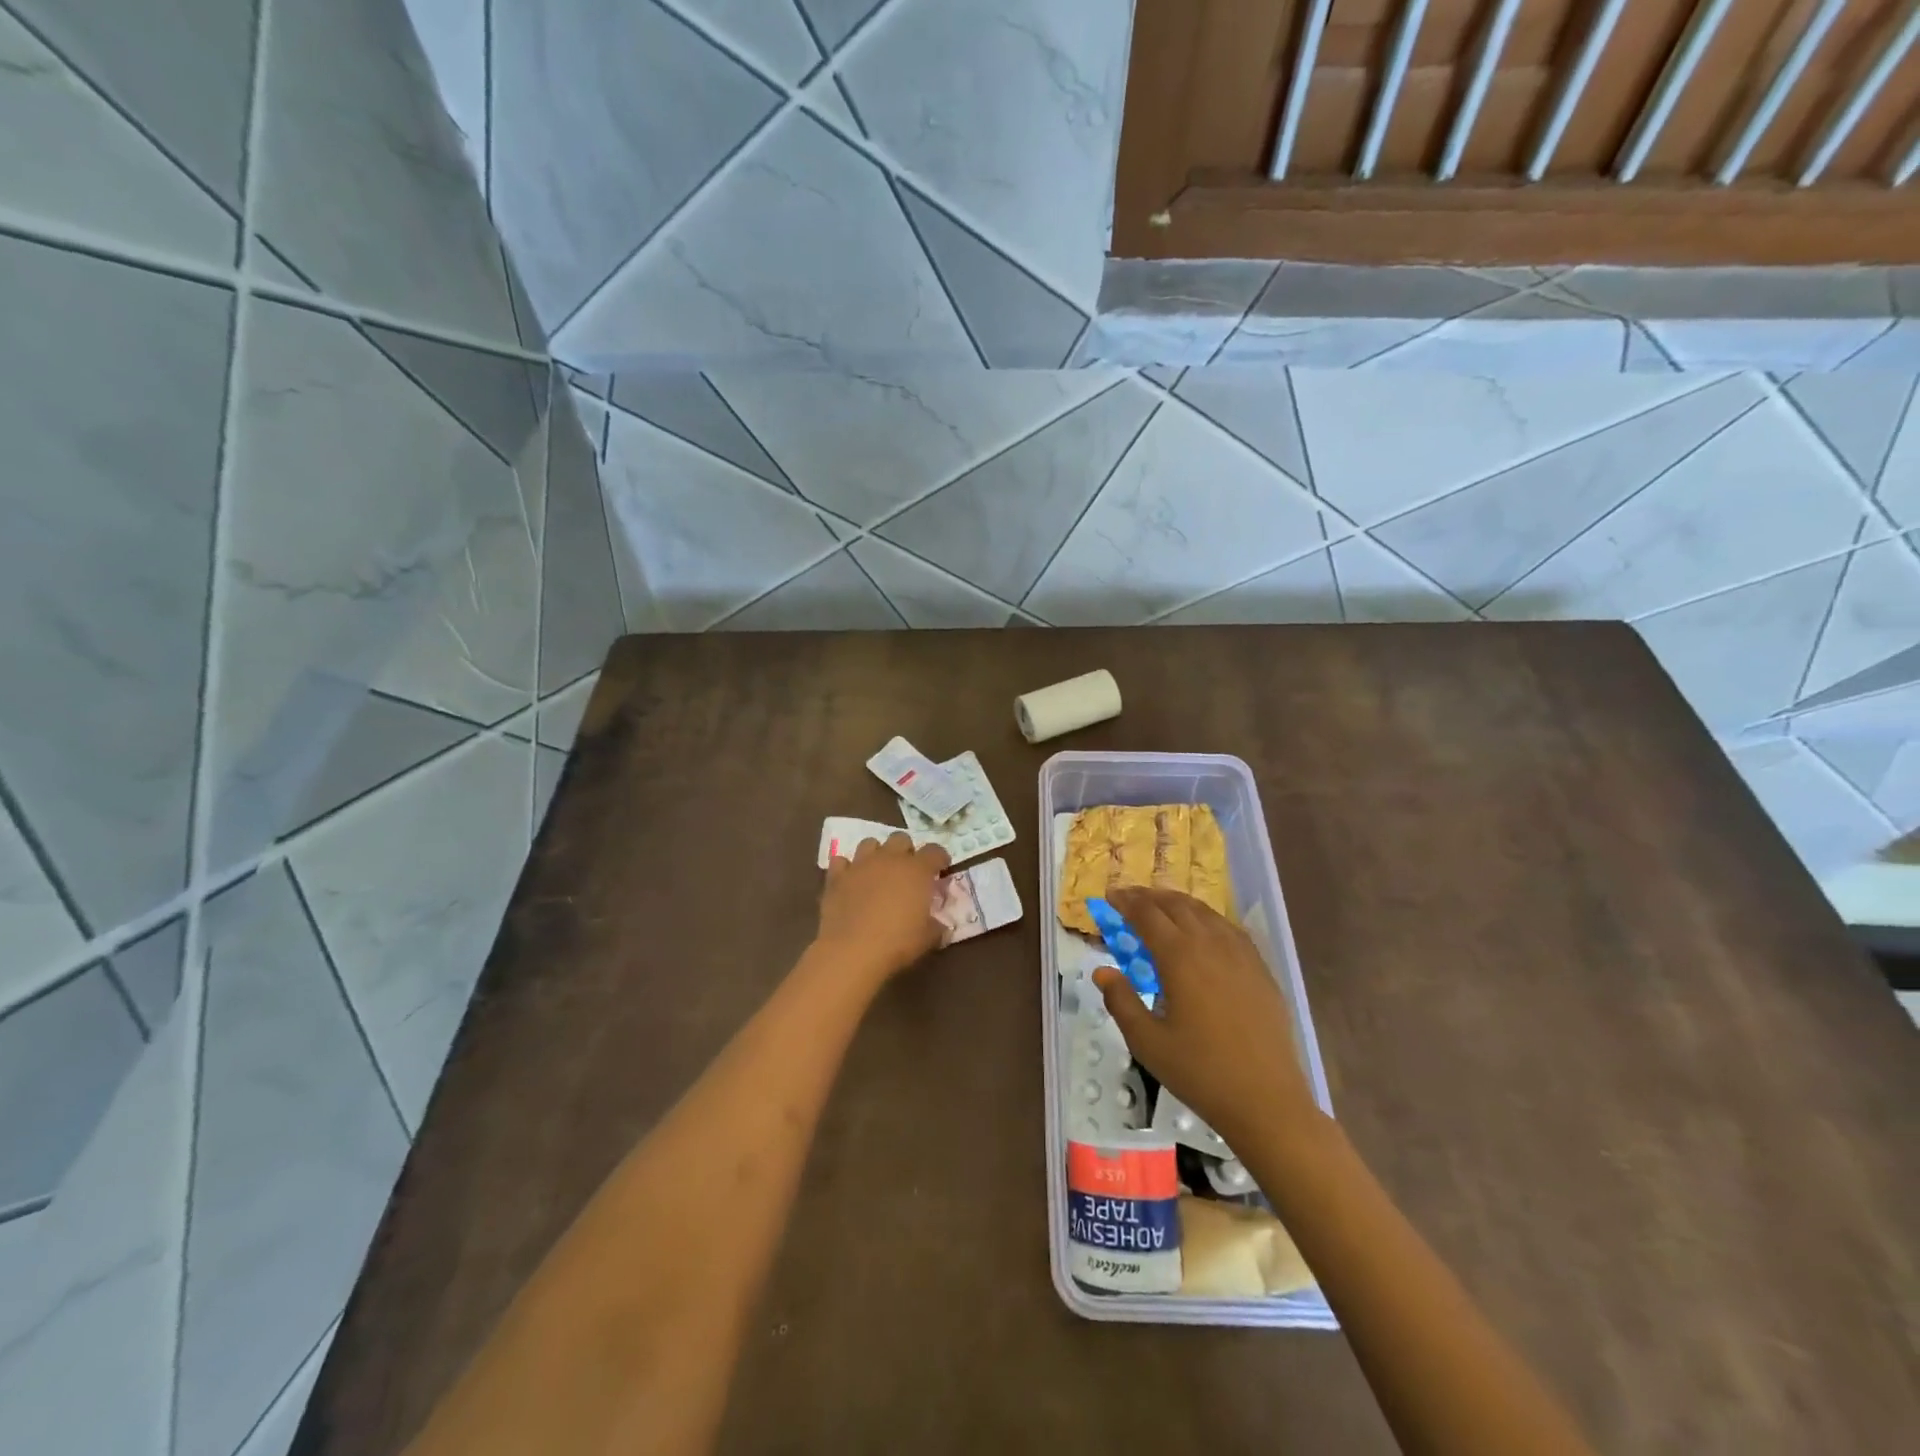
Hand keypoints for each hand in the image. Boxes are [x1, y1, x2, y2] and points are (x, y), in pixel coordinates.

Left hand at [816, 833, 950, 981]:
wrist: (852, 951)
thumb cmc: (898, 943)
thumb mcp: (929, 938)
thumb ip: (937, 925)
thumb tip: (940, 923)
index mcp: (917, 870)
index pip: (935, 851)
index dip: (940, 858)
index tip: (941, 869)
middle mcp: (889, 859)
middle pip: (901, 839)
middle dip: (906, 851)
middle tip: (907, 871)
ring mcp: (860, 865)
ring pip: (870, 843)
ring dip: (877, 853)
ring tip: (878, 871)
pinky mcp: (836, 877)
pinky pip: (841, 862)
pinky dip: (846, 868)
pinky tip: (850, 880)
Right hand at [1093, 887, 1318, 1146]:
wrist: (1266, 1101)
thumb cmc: (1199, 1071)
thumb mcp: (1147, 1041)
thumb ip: (1121, 1000)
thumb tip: (1102, 970)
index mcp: (1179, 957)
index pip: (1147, 915)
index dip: (1126, 901)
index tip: (1110, 896)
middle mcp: (1210, 944)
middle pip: (1177, 905)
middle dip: (1150, 896)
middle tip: (1130, 897)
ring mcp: (1241, 954)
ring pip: (1205, 912)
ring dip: (1179, 903)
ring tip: (1162, 906)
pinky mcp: (1260, 969)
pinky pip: (1229, 929)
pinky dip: (1207, 919)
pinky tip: (1203, 930)